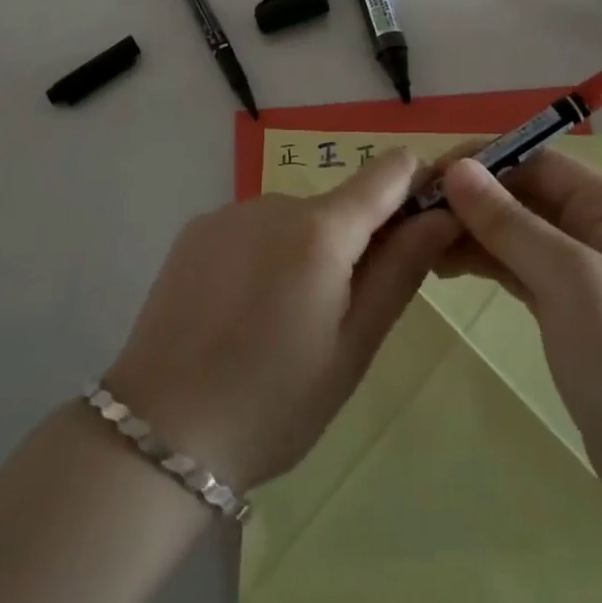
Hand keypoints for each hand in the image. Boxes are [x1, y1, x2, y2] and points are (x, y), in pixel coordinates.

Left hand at [104, 150, 457, 492]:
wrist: (159, 430)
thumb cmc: (273, 402)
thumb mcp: (352, 349)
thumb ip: (400, 271)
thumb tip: (443, 214)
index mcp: (322, 229)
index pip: (388, 172)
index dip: (415, 185)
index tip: (424, 221)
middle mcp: (276, 201)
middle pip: (337, 206)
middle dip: (351, 244)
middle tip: (333, 317)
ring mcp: (230, 210)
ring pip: (292, 221)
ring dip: (301, 253)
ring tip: (276, 323)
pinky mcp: (196, 228)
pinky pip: (250, 230)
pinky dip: (259, 257)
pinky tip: (236, 312)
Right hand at [435, 153, 601, 484]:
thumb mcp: (566, 279)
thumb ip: (509, 220)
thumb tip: (456, 169)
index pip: (538, 161)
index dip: (483, 162)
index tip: (430, 176)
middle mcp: (600, 227)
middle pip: (525, 193)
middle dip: (472, 199)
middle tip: (415, 213)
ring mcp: (585, 269)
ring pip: (517, 230)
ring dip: (472, 230)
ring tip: (420, 242)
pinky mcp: (569, 306)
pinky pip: (519, 265)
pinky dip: (484, 261)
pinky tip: (444, 265)